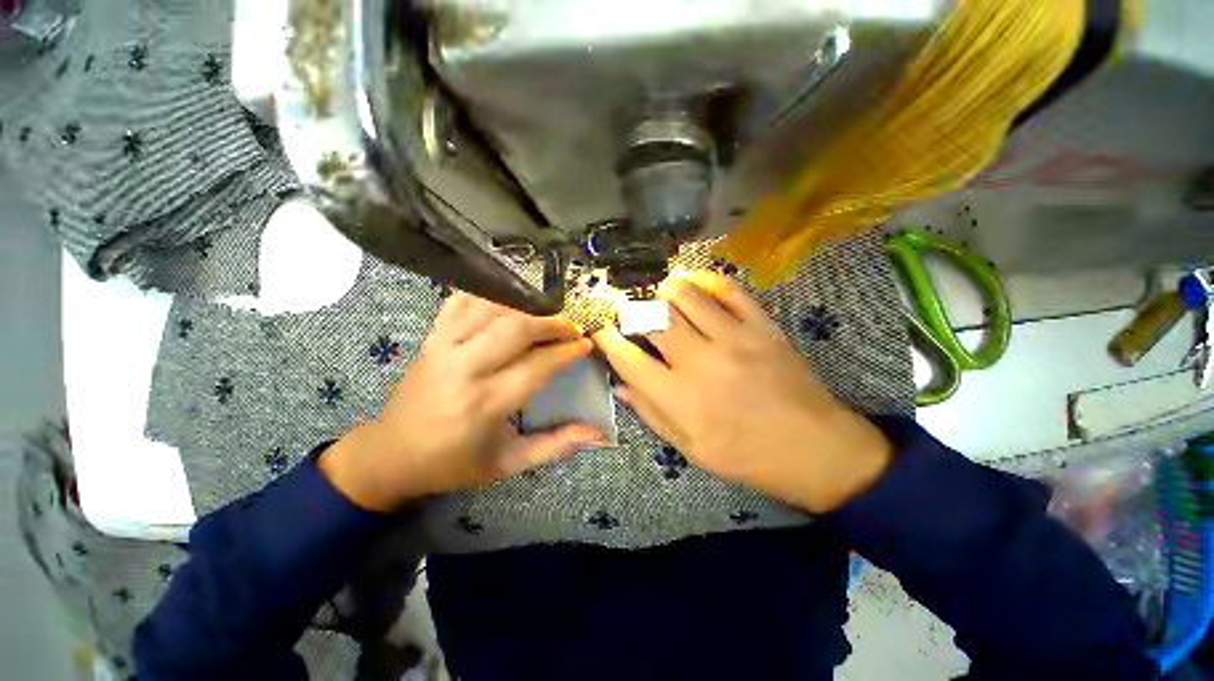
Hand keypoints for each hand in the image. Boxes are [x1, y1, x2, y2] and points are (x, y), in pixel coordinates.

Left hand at [320, 292, 602, 511]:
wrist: (391, 455)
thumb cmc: (455, 463)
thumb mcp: (509, 464)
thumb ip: (556, 446)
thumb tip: (597, 433)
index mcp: (486, 404)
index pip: (537, 365)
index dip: (567, 351)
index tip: (586, 344)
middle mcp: (464, 369)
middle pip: (516, 329)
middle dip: (552, 323)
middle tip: (572, 326)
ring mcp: (442, 348)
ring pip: (490, 310)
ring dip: (525, 307)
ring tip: (547, 313)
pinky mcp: (430, 339)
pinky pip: (459, 303)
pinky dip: (486, 294)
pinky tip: (507, 299)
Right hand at [592, 272, 891, 513]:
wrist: (816, 450)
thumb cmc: (747, 457)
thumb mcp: (691, 448)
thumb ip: (651, 413)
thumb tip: (620, 386)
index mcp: (680, 399)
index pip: (629, 359)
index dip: (607, 339)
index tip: (599, 330)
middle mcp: (701, 363)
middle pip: (652, 318)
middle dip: (629, 309)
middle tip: (626, 309)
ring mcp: (734, 339)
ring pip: (685, 295)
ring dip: (664, 291)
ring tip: (658, 296)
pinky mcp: (762, 326)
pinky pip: (728, 289)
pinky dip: (705, 280)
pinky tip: (694, 283)